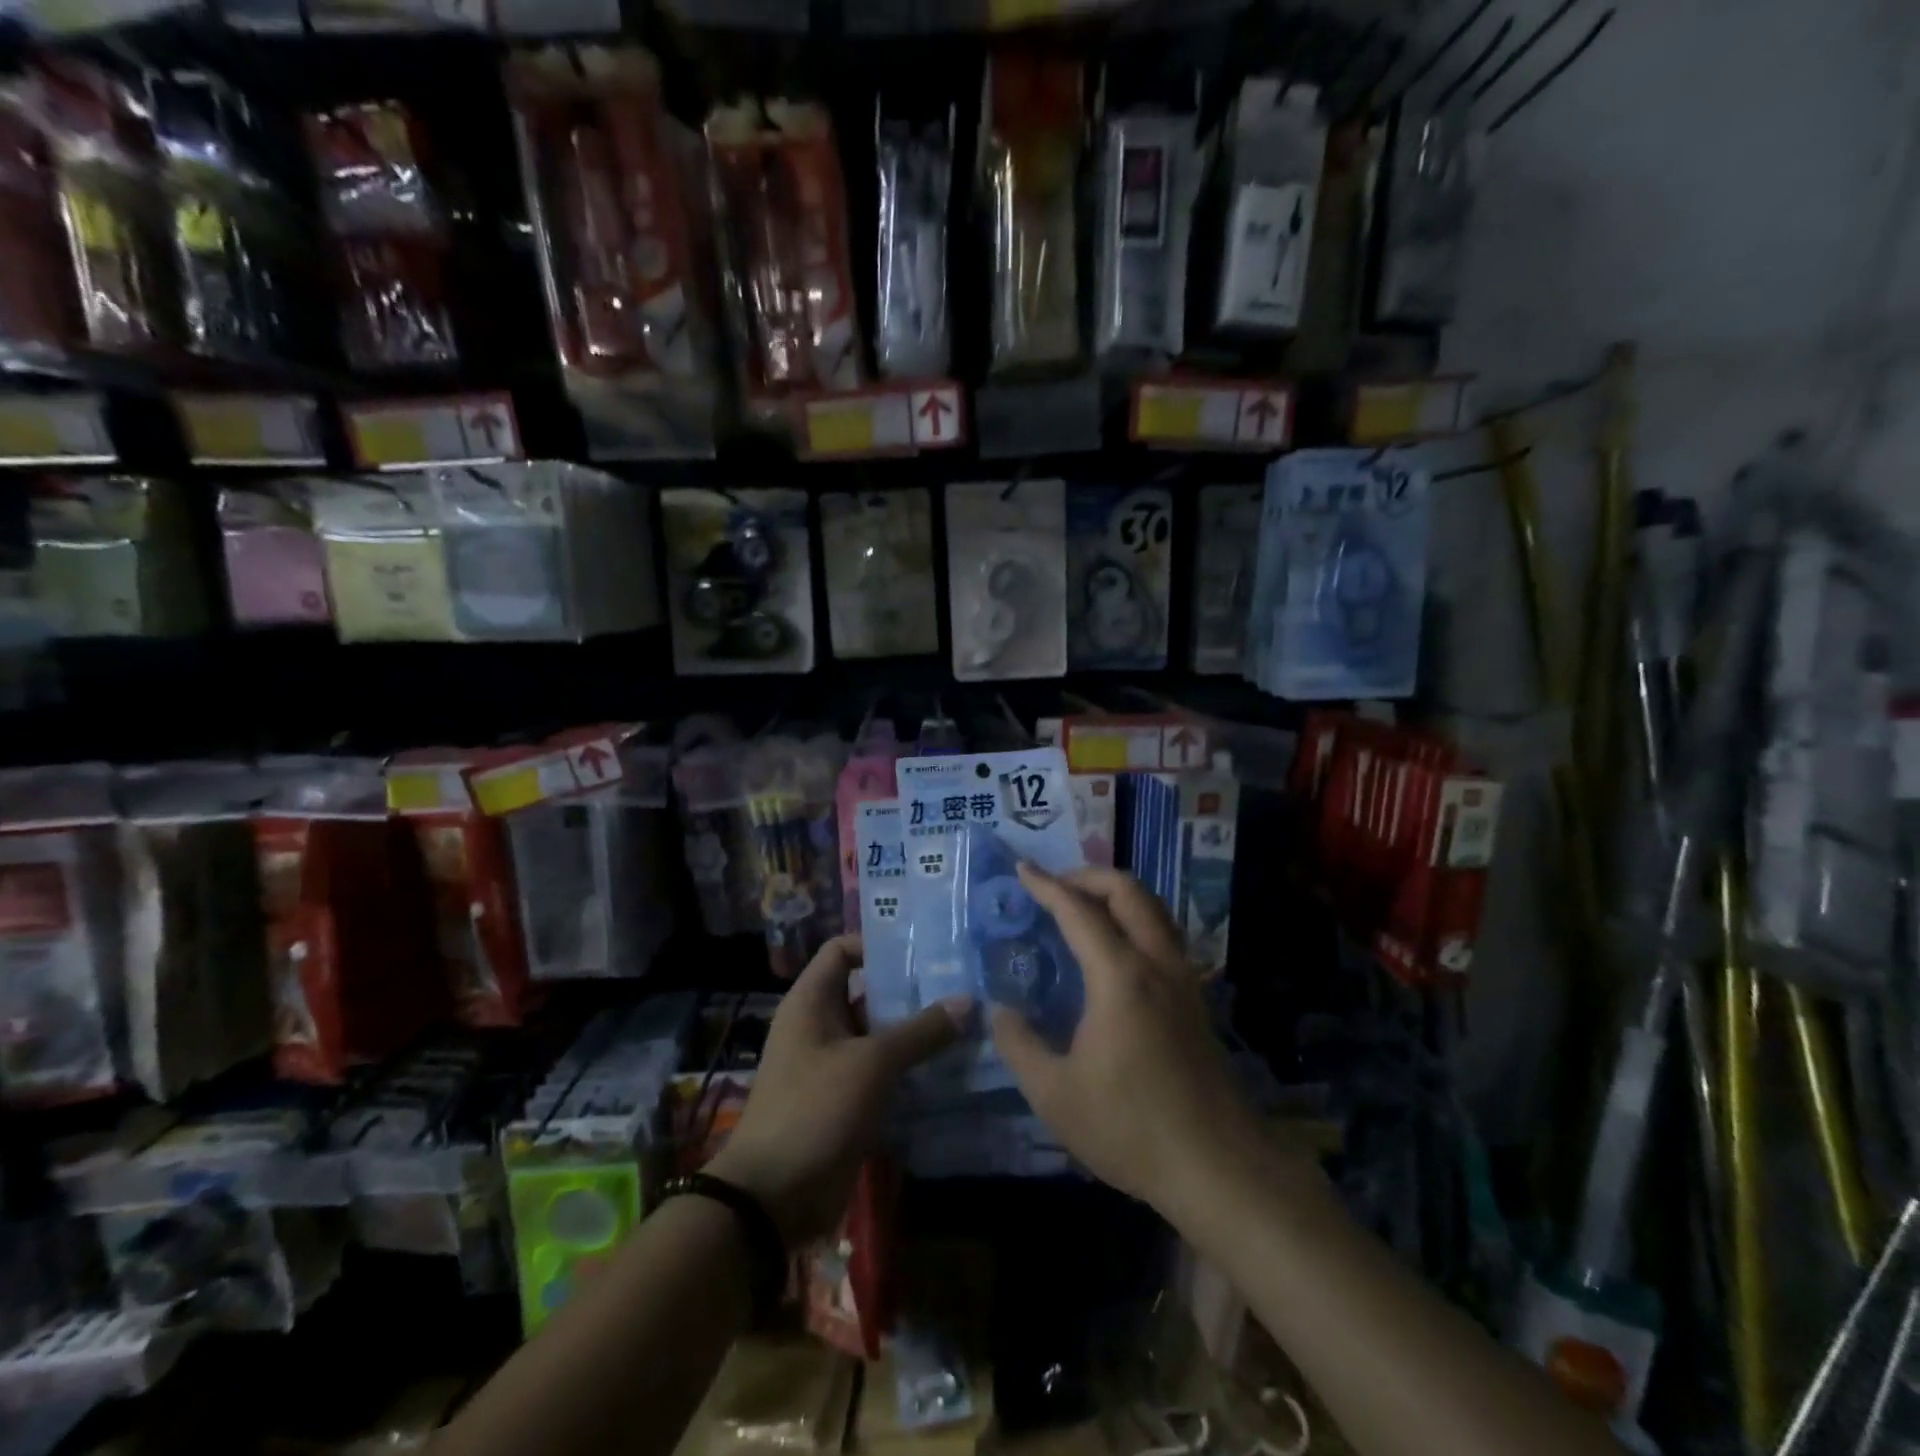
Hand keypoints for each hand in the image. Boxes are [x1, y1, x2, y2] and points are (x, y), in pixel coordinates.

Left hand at [709, 934, 967, 1244]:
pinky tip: (948, 1066)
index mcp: (811, 1002)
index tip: (923, 949)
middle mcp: (820, 1025)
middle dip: (910, 990)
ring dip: (915, 1031)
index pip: (842, 950)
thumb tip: (967, 1000)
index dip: (877, 944)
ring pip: (878, 1034)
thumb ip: (921, 1032)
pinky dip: (909, 1067)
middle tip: (959, 985)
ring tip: (965, 1022)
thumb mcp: (871, 1064)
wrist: (772, 1197)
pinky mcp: (844, 1099)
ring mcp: (832, 1064)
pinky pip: (880, 1071)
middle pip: (867, 992)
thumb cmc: (814, 1110)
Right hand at [990, 866, 1282, 1221]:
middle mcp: (1156, 963)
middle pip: (1129, 891)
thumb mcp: (1055, 1094)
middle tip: (1055, 885)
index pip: (1078, 911)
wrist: (1218, 1168)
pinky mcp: (1195, 1001)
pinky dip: (1136, 919)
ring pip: (1154, 909)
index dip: (1047, 886)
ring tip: (1084, 906)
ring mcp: (1184, 980)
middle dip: (1088, 876)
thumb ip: (1019, 1045)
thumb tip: (1001, 1011)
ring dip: (1118, 894)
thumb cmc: (1130, 1127)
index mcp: (1120, 976)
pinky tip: (1116, 949)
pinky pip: (1164, 935)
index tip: (1022, 869)